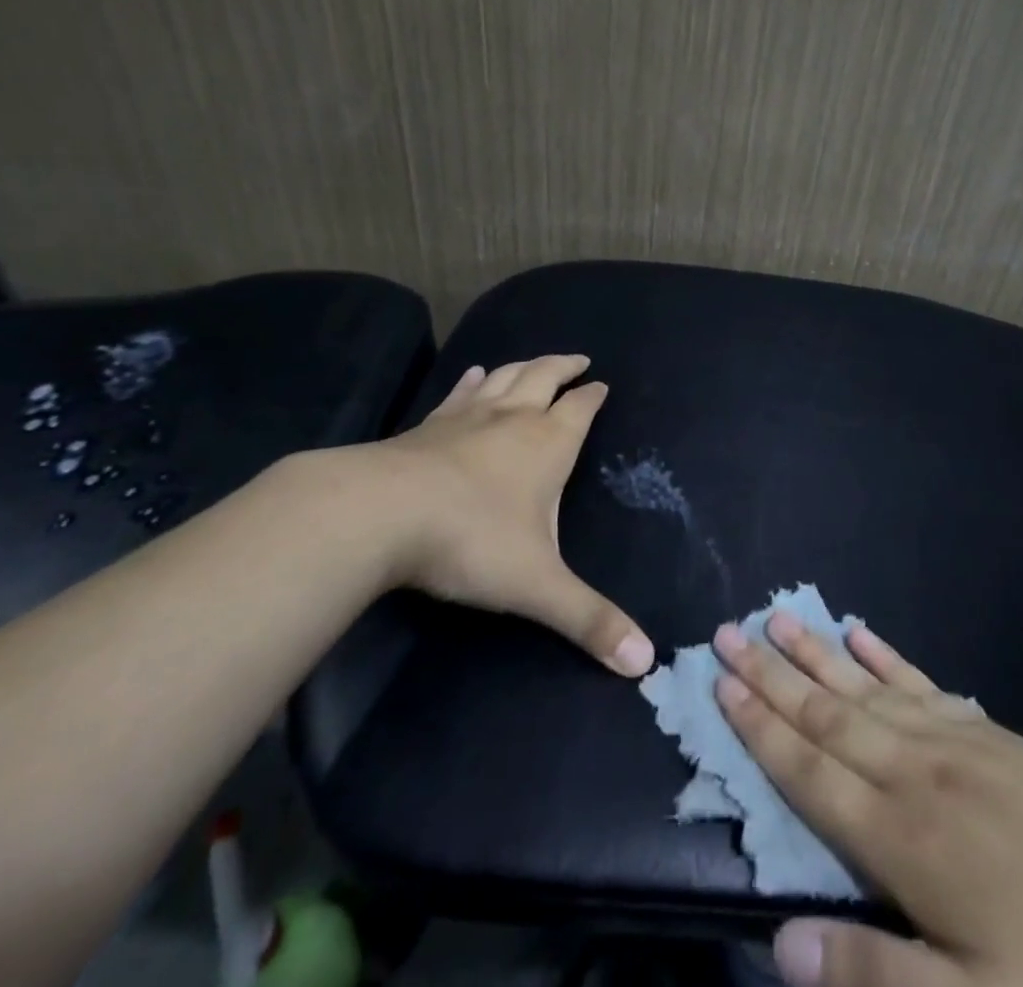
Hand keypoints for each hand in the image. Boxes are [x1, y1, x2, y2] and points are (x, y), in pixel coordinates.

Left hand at [325, 355, 653, 676]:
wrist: (377, 514)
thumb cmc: (470, 540)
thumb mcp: (537, 586)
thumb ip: (589, 621)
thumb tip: (646, 662)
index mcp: (547, 444)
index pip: (580, 408)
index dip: (592, 395)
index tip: (601, 384)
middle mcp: (512, 419)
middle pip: (544, 377)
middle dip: (563, 367)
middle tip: (578, 359)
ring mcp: (465, 418)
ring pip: (504, 377)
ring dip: (523, 366)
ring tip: (533, 362)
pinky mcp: (426, 427)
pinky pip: (458, 394)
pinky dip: (472, 382)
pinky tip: (473, 376)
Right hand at [710, 618, 1022, 986]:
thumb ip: (871, 974)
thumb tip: (780, 941)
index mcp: (899, 837)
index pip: (808, 768)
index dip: (760, 726)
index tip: (722, 684)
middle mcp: (914, 771)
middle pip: (826, 712)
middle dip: (772, 673)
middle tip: (729, 630)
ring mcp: (954, 741)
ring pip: (865, 686)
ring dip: (817, 652)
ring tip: (778, 617)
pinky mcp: (988, 731)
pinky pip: (920, 683)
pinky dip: (884, 656)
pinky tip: (861, 633)